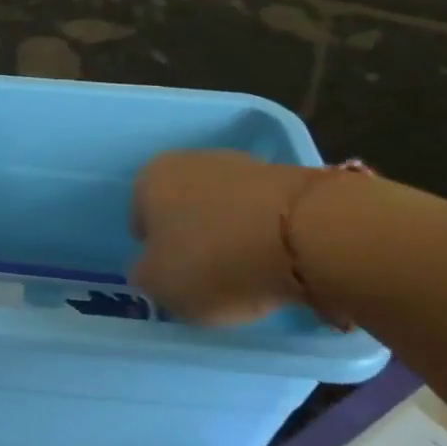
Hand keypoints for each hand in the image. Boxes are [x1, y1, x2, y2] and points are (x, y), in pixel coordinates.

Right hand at [130, 150, 311, 324]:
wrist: (307, 235)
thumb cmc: (212, 259)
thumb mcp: (159, 285)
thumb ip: (145, 275)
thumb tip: (149, 268)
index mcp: (149, 179)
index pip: (139, 216)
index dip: (151, 248)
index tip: (167, 274)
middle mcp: (190, 161)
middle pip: (182, 206)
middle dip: (190, 235)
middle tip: (203, 273)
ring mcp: (242, 164)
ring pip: (223, 207)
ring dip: (228, 233)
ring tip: (243, 273)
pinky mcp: (287, 177)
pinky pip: (261, 213)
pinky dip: (262, 235)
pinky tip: (272, 262)